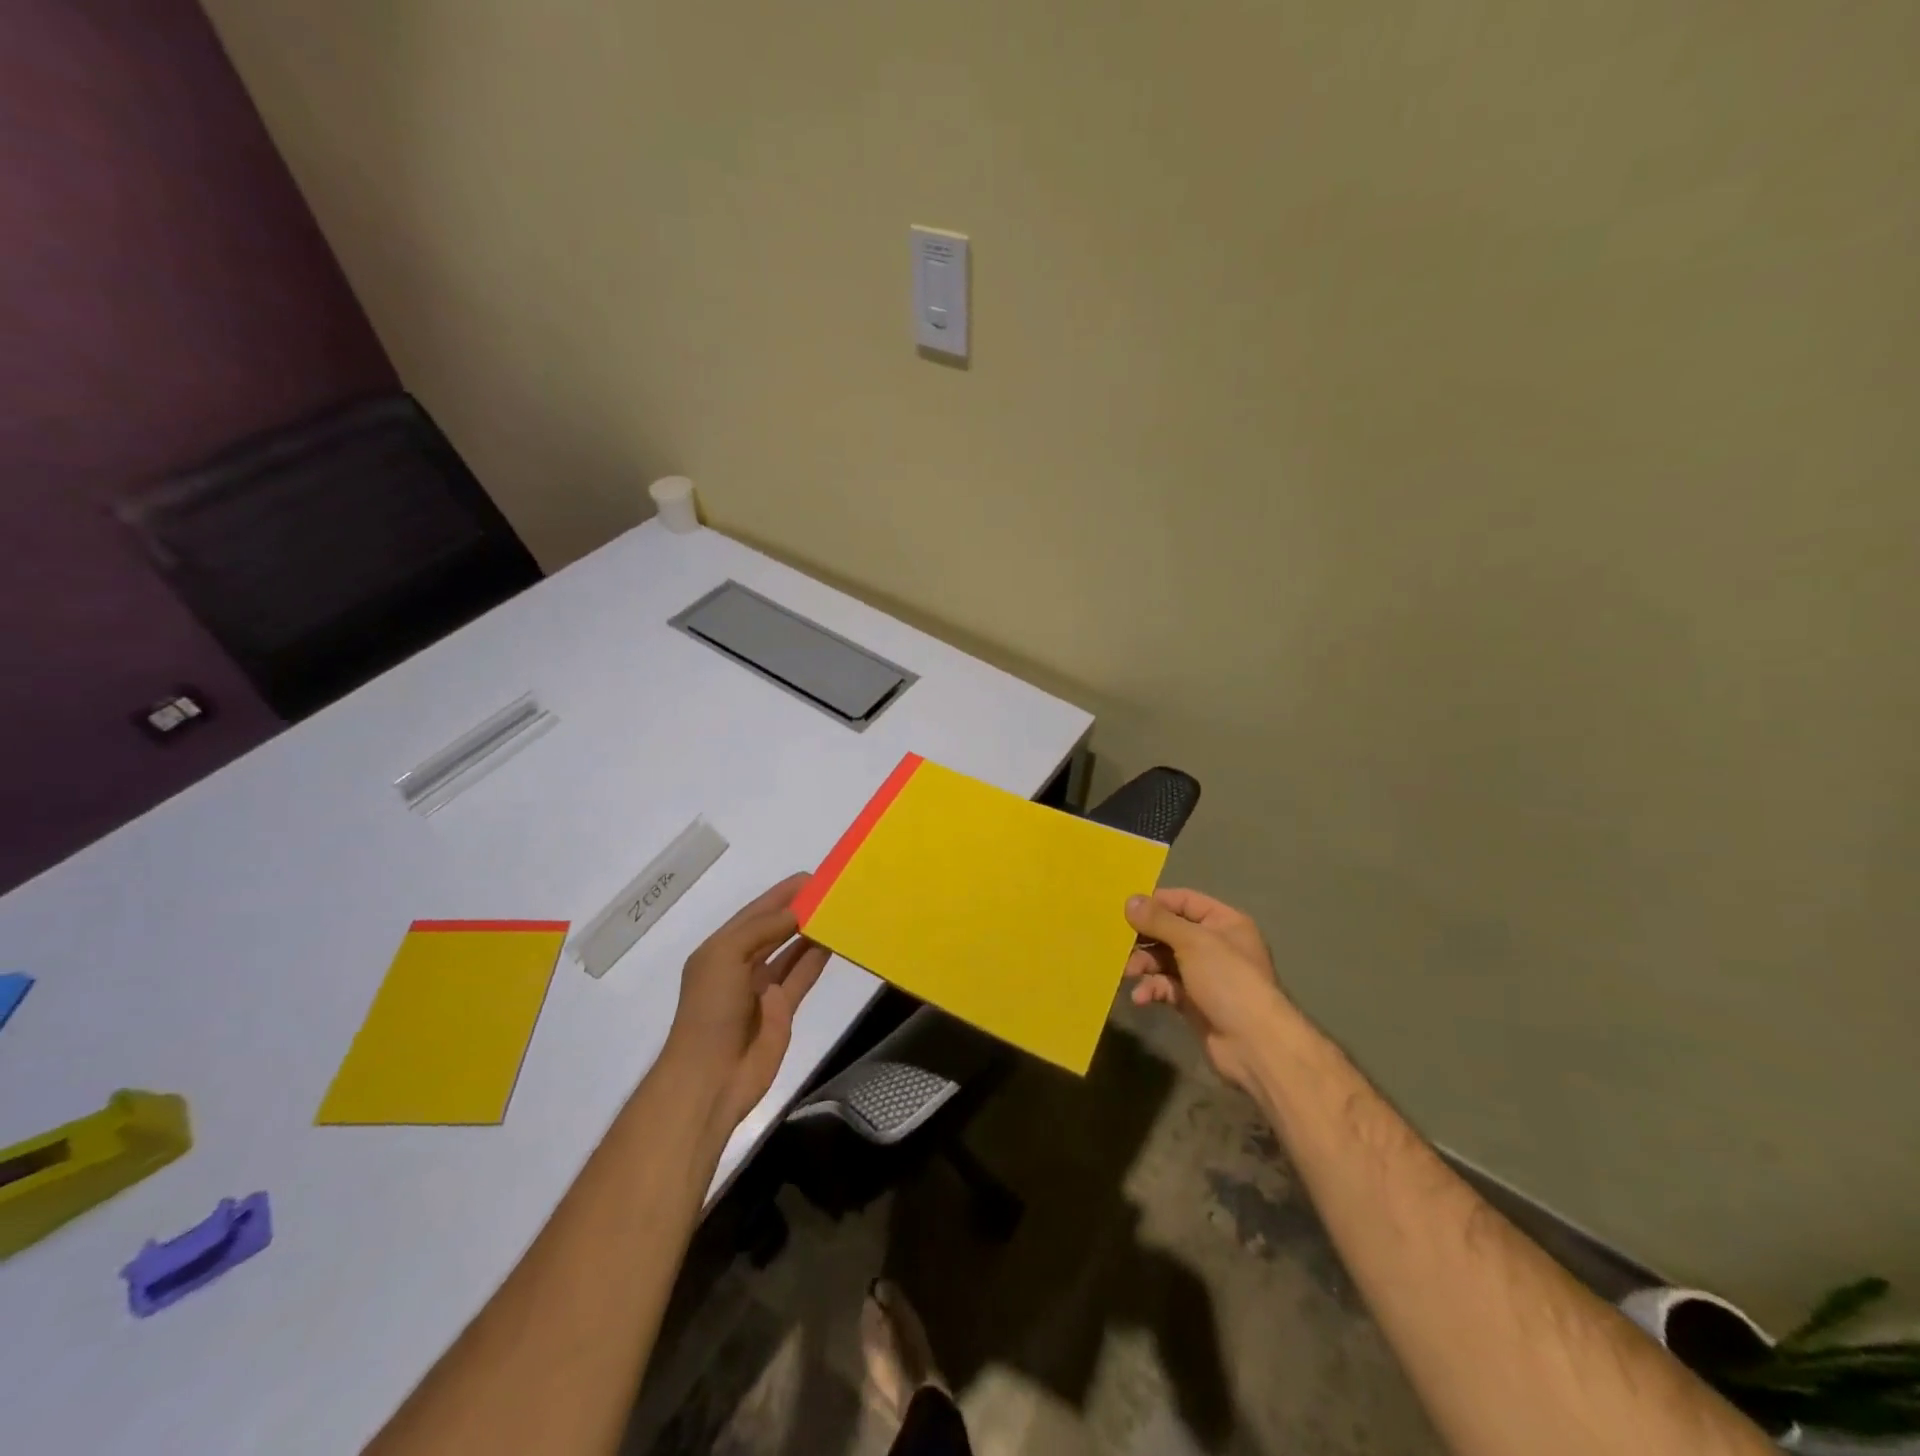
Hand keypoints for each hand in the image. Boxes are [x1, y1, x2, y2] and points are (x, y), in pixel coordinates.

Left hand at [664, 873, 830, 1133]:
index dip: (780, 895)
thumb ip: (761, 929)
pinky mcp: (783, 1010)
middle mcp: (741, 965)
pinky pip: (802, 976)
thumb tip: (795, 913)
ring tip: (837, 911)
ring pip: (791, 952)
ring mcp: (763, 989)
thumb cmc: (711, 1009)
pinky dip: (816, 959)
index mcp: (721, 949)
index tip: (810, 877)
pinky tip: (834, 942)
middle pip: (774, 930)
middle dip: (798, 910)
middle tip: (830, 891)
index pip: (755, 913)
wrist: (711, 1077)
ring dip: (811, 932)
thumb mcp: (725, 957)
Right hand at [1123, 888, 1293, 1092]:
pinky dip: (1152, 989)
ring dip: (1144, 965)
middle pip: (1171, 931)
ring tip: (1128, 973)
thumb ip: (1160, 920)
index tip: (1124, 908)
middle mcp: (1216, 945)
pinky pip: (1167, 987)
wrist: (1255, 1045)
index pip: (1184, 901)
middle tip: (1118, 943)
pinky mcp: (1195, 1002)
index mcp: (1224, 923)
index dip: (1156, 903)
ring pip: (1165, 960)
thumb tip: (1130, 900)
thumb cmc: (1228, 981)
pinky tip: (1141, 998)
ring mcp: (1205, 975)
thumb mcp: (1193, 942)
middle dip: (1145, 938)